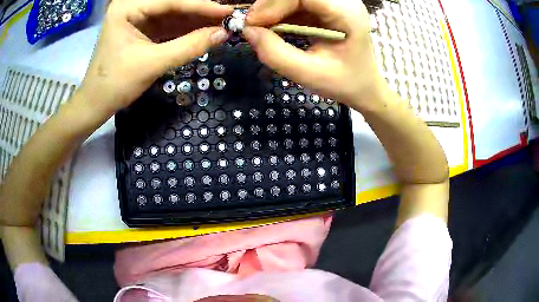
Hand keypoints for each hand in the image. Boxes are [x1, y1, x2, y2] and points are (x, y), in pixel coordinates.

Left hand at [79, 0, 232, 114]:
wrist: (96, 104)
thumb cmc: (115, 84)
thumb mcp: (153, 63)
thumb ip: (189, 46)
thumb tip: (223, 34)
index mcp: (127, 7)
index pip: (170, 1)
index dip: (201, 6)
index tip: (228, 12)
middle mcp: (132, 6)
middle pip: (173, 4)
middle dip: (200, 12)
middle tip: (227, 18)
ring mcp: (137, 17)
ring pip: (172, 14)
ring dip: (196, 20)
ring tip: (221, 25)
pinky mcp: (141, 29)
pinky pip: (168, 25)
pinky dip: (185, 30)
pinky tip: (204, 31)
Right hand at [244, 0, 381, 108]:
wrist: (364, 87)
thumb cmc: (344, 83)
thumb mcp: (309, 74)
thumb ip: (276, 54)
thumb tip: (248, 32)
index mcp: (346, 13)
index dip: (273, 3)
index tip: (252, 23)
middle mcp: (342, 2)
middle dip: (270, 6)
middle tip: (253, 27)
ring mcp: (335, 3)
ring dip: (273, 10)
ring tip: (261, 30)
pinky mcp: (326, 8)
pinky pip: (296, 3)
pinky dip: (280, 14)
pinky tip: (273, 28)